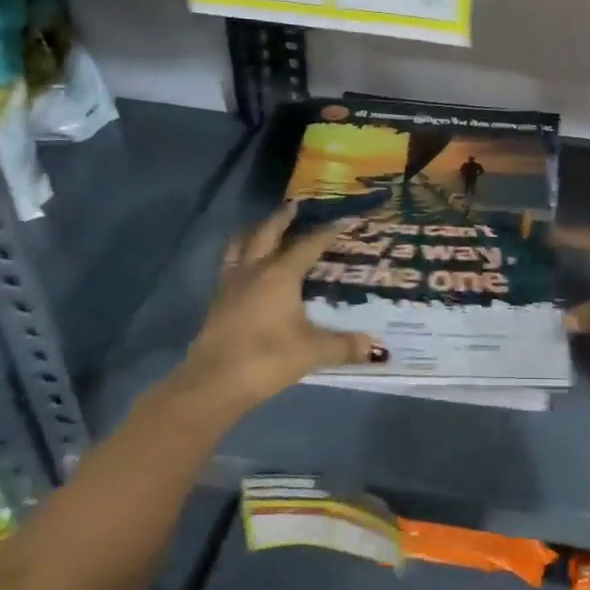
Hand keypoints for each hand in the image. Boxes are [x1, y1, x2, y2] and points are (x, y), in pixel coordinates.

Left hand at [173, 205, 386, 415]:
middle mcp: (254, 270)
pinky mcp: (216, 302)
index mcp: (280, 274)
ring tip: (263, 227)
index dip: (328, 231)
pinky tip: (246, 267)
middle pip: (267, 233)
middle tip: (295, 205)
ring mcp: (231, 285)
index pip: (308, 244)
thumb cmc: (266, 359)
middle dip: (282, 218)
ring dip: (254, 232)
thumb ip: (344, 346)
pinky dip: (240, 256)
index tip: (344, 219)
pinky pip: (229, 265)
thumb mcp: (312, 352)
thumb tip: (377, 348)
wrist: (212, 384)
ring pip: (240, 245)